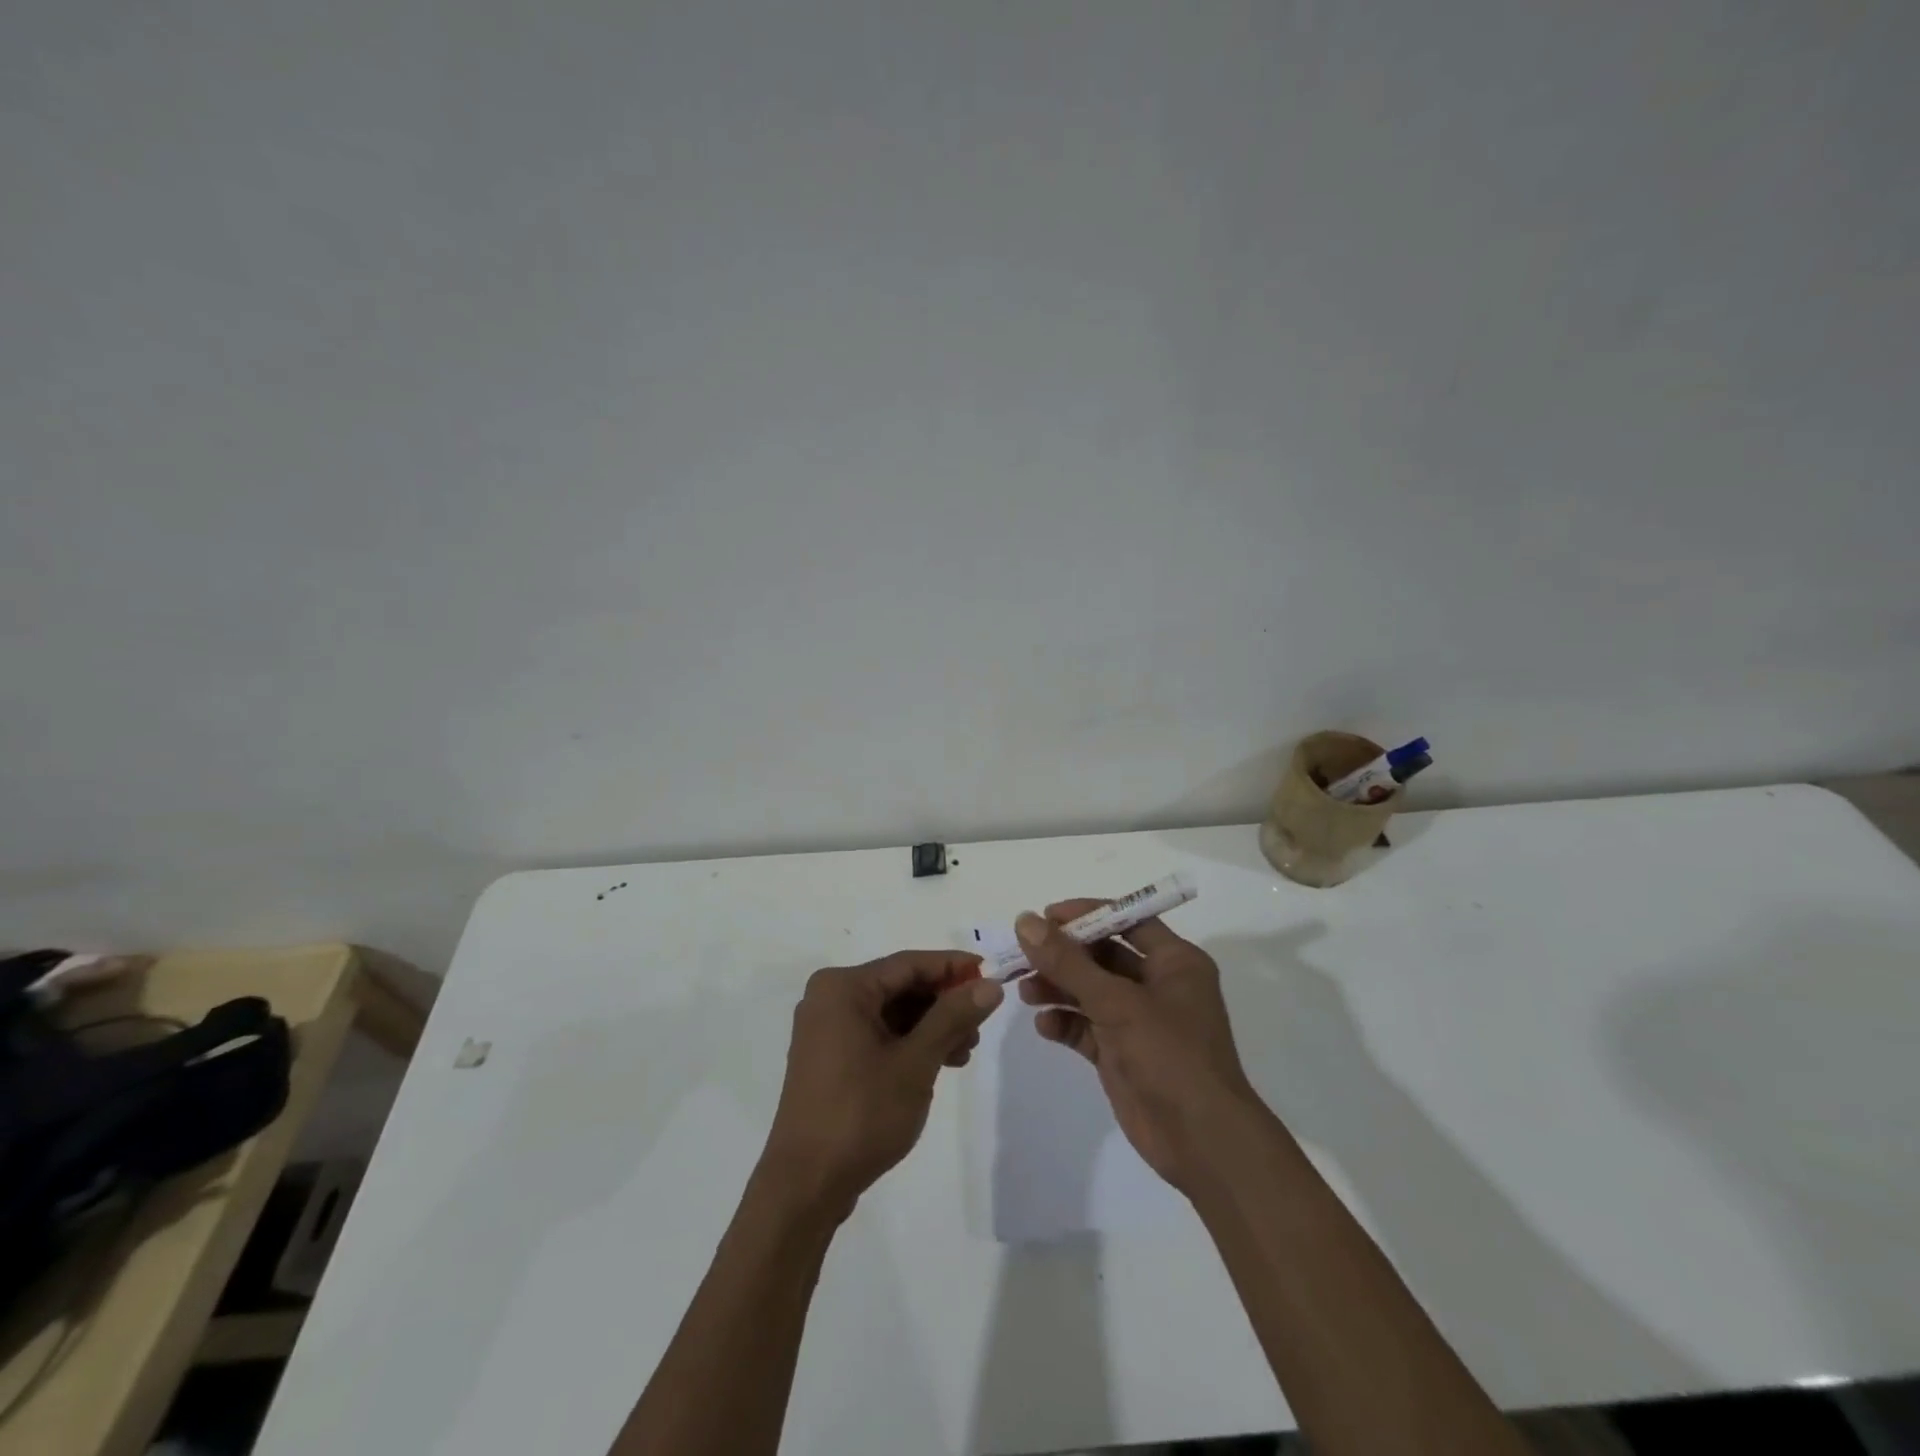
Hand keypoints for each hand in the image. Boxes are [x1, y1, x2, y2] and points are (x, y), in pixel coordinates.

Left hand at [761, 951, 1003, 1219]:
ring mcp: (826, 1029)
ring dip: (930, 1027)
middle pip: (899, 987)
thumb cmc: (861, 1113)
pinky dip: (909, 1044)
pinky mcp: (829, 1058)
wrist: (805, 1185)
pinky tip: (939, 1062)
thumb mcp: (916, 1062)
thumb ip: (953, 1017)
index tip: (991, 974)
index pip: (909, 964)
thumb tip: (990, 984)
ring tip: (965, 1051)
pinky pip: (877, 1034)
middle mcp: (829, 998)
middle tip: (981, 1024)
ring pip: (891, 1013)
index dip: (953, 967)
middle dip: (943, 1003)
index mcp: (843, 988)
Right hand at [1015, 903, 1257, 1192]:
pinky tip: (1044, 1026)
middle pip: (1102, 955)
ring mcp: (1139, 1021)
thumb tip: (1025, 920)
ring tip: (1025, 992)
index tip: (1044, 917)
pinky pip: (1087, 1028)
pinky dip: (1065, 1023)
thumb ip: (1068, 962)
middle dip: (1063, 955)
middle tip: (1022, 955)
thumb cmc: (1171, 1056)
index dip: (1086, 915)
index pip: (1126, 920)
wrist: (1202, 1143)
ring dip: (1058, 988)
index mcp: (1174, 962)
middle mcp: (1158, 985)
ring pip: (1090, 991)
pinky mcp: (1122, 1054)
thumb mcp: (1117, 1002)